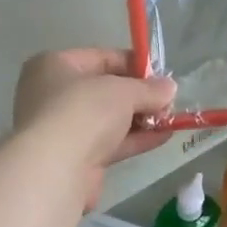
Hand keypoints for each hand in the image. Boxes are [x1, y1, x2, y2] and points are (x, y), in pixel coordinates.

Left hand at [13, 49, 175, 206]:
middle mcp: (54, 95)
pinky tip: (163, 136)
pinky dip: (135, 139)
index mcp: (54, 66)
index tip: (161, 75)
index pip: (101, 58)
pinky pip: (111, 142)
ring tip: (172, 118)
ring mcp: (65, 129)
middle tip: (169, 100)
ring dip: (141, 118)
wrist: (56, 169)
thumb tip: (170, 88)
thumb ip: (148, 88)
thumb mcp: (122, 91)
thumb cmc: (83, 112)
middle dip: (139, 95)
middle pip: (105, 90)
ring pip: (109, 119)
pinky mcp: (77, 158)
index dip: (133, 64)